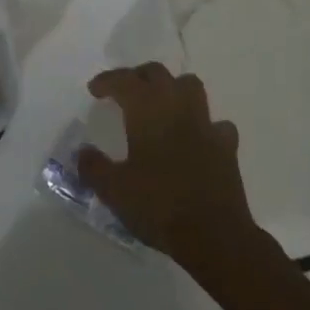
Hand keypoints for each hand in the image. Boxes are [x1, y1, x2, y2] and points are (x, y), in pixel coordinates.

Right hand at [78, 63, 257, 267]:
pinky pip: (215, 123)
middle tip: (124, 92)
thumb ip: (93, 167)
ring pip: (190, 86)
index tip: (94, 90)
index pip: (124, 80)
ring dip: (173, 89)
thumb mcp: (113, 190)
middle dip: (138, 77)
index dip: (107, 80)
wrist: (214, 236)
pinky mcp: (227, 146)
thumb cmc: (158, 206)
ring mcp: (206, 124)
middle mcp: (177, 107)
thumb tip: (83, 152)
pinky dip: (203, 124)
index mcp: (147, 111)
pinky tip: (195, 138)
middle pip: (157, 74)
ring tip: (160, 106)